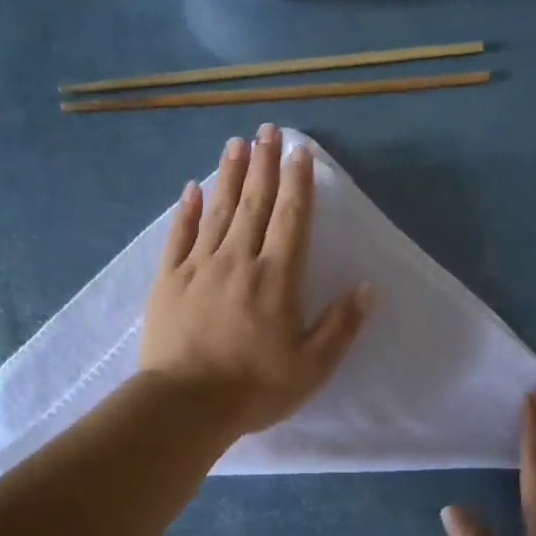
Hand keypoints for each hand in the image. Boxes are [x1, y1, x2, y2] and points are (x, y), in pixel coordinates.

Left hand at [139, 124, 371, 437]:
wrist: (185, 405)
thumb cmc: (254, 388)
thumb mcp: (312, 367)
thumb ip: (341, 325)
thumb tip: (367, 287)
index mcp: (277, 278)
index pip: (291, 218)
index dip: (298, 182)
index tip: (300, 151)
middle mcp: (239, 260)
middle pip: (254, 203)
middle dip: (263, 164)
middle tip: (267, 130)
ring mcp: (199, 266)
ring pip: (218, 210)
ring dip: (228, 175)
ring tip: (235, 143)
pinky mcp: (168, 280)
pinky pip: (179, 236)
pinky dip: (186, 210)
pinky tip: (192, 188)